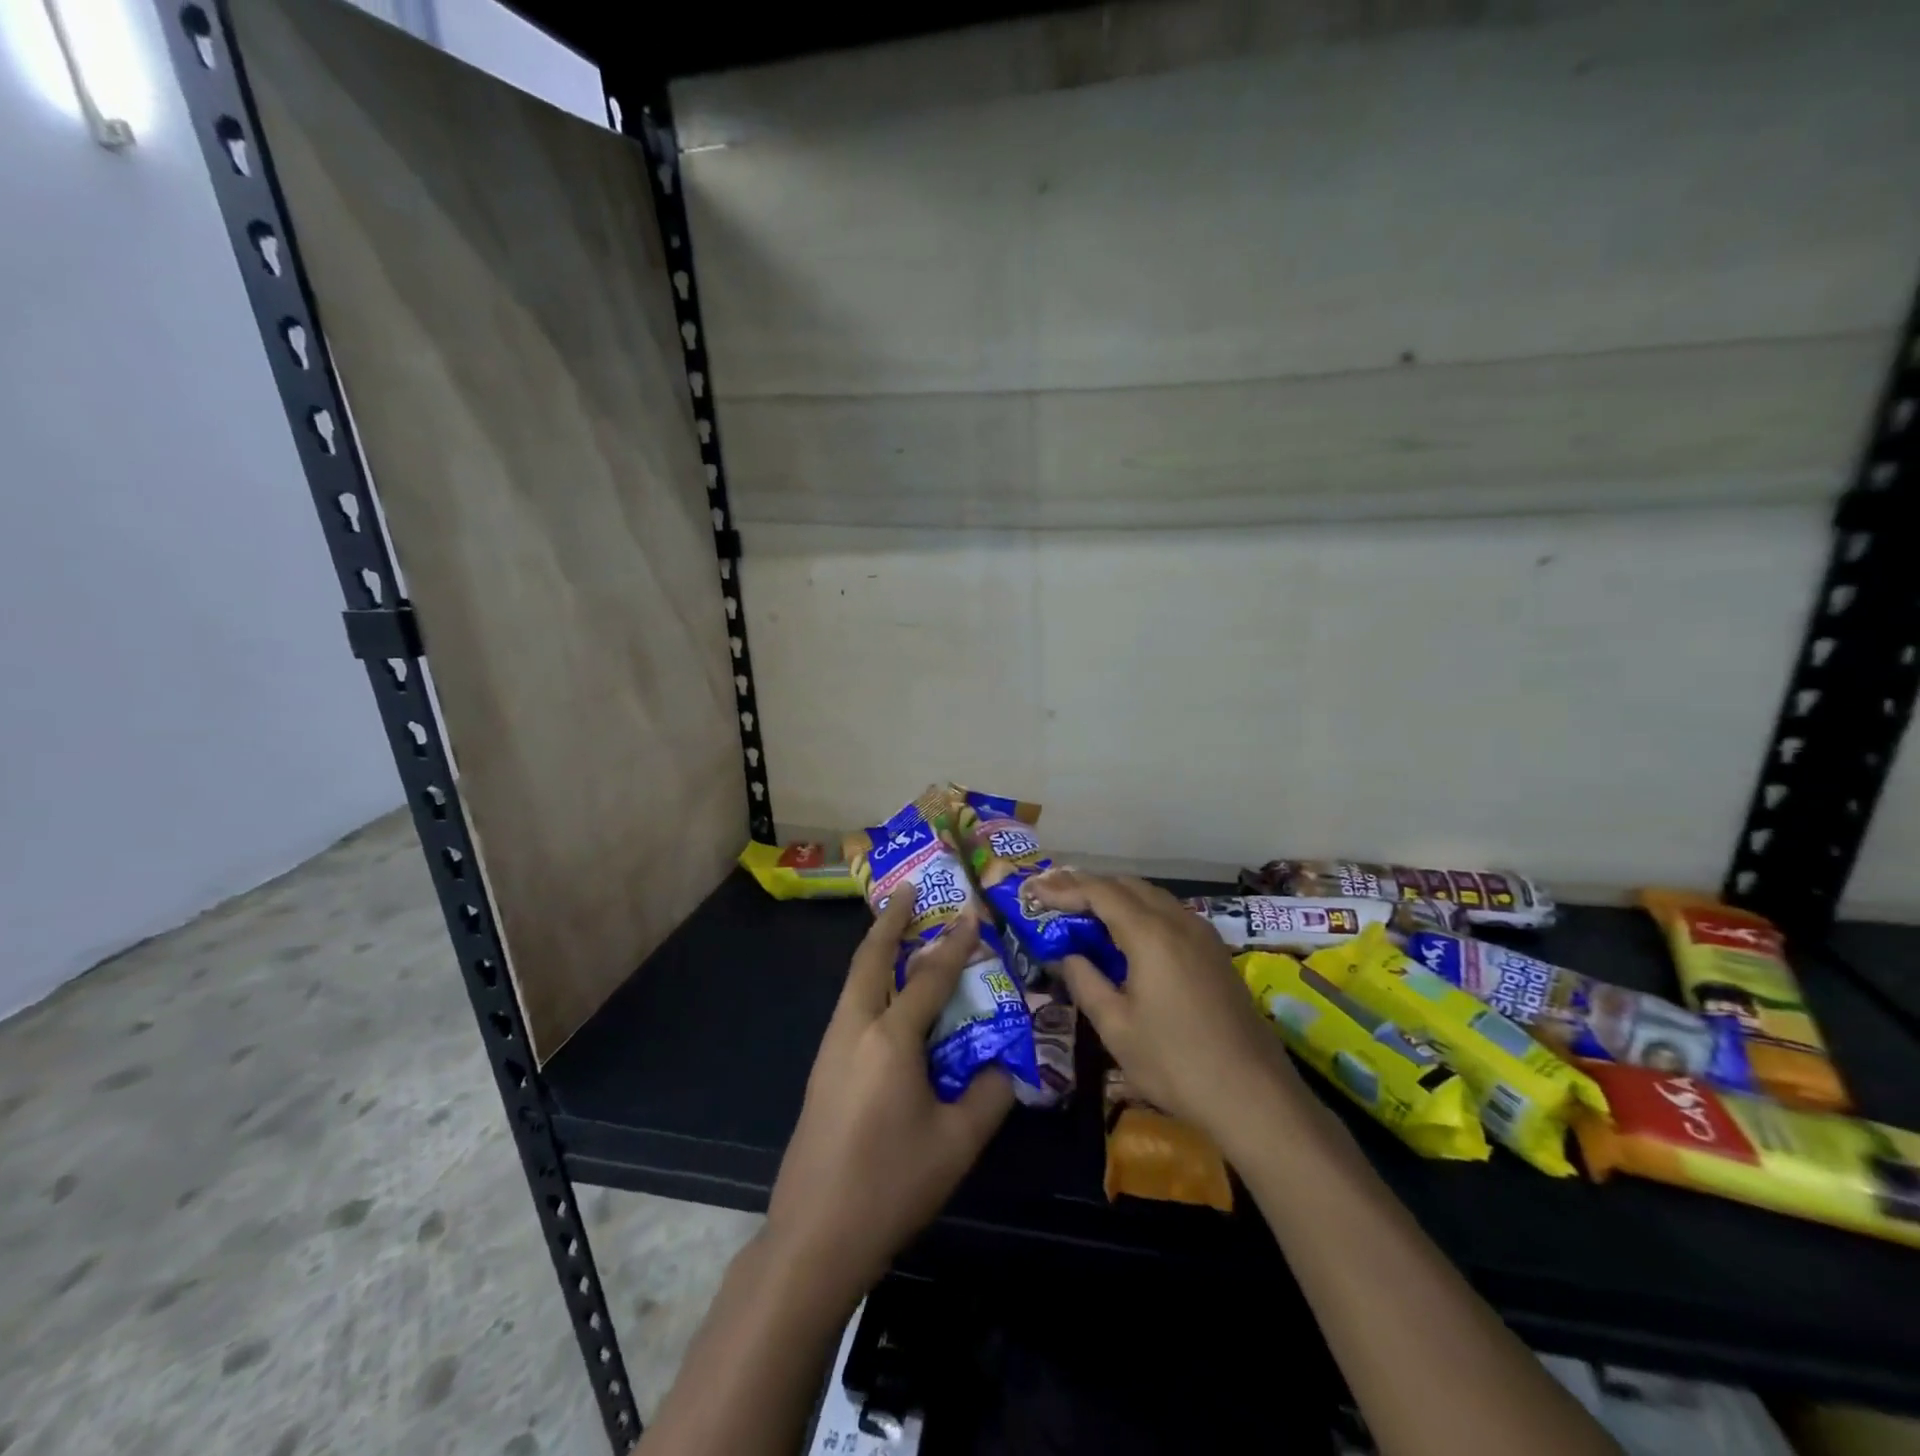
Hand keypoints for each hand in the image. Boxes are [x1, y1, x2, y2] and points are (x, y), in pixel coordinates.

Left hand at [765, 896, 1015, 1300]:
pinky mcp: (821, 1068)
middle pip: (870, 958)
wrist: (814, 1237)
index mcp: (891, 1039)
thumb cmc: (891, 1185)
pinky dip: (869, 981)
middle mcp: (855, 1028)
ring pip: (854, 980)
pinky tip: (886, 997)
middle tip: (911, 889)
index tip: (971, 913)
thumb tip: (1007, 1063)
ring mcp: (830, 1047)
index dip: (954, 944)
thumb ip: (990, 1095)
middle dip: (891, 919)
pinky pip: (849, 1005)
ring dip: (876, 948)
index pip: (929, 977)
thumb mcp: (957, 1144)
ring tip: (899, 931)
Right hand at [1030, 871, 1299, 1146]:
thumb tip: (1066, 955)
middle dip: (1088, 887)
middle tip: (1054, 900)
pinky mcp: (1215, 952)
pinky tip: (1127, 937)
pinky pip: (1170, 914)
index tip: (1034, 893)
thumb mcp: (1116, 1027)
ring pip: (1151, 896)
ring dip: (1116, 898)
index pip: (1100, 892)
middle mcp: (1178, 921)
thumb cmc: (1176, 1063)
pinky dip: (1140, 912)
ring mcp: (1202, 934)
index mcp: (1150, 934)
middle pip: (1127, 885)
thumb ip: (1085, 982)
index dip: (1064, 889)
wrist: (1254, 1095)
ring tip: (1084, 914)